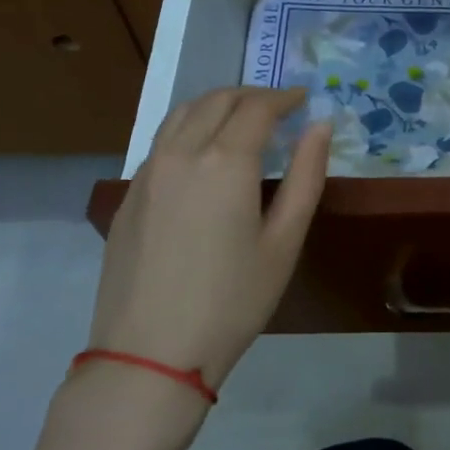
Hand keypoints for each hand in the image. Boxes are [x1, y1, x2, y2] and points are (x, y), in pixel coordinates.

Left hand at [88, 87, 330, 390]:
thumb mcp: (284, 242)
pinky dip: (189, 128)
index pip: (257, 108)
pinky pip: (161, 141)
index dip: (284, 98)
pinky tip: (203, 153)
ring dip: (216, 105)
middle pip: (217, 100)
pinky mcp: (128, 195)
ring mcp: (147, 172)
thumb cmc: (232, 301)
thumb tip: (321, 126)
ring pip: (182, 114)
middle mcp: (181, 153)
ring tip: (241, 119)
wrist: (150, 353)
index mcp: (225, 162)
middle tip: (278, 107)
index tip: (303, 99)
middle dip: (252, 95)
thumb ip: (306, 176)